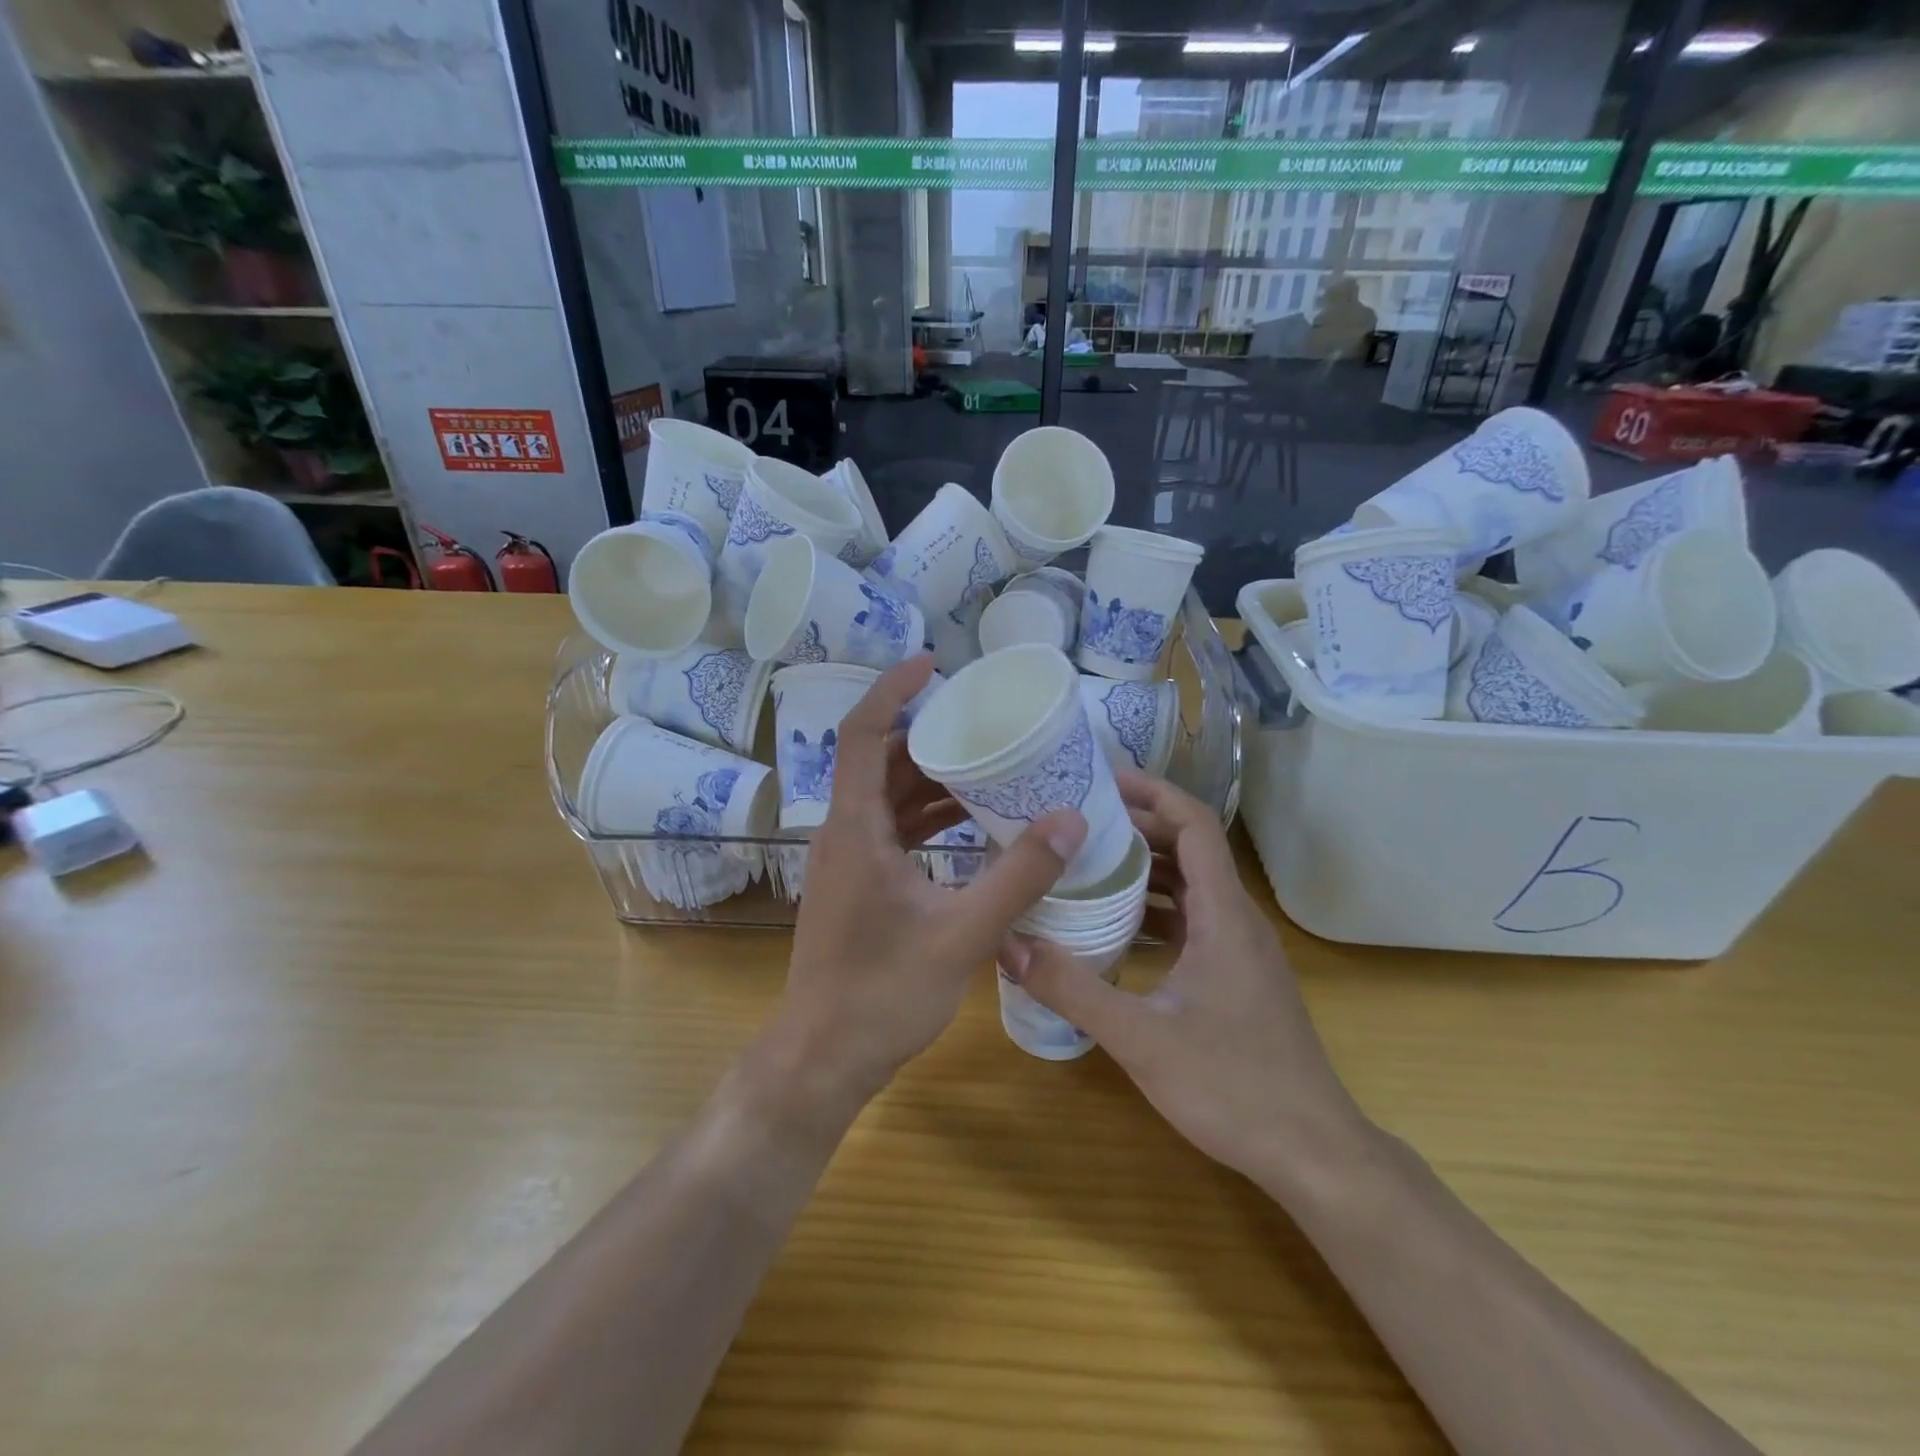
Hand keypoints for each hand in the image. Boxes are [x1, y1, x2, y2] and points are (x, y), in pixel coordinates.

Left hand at [768, 655, 1086, 1114]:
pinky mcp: (857, 886)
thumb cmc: (883, 995)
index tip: (931, 663)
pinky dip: (926, 817)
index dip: (891, 690)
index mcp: (854, 829)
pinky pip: (890, 830)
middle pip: (877, 760)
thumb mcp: (962, 934)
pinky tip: (971, 824)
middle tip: (981, 719)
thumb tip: (1071, 818)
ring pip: (885, 797)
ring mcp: (846, 861)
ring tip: (989, 765)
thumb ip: (1019, 876)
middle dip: (926, 733)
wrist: (823, 1058)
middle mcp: (843, 834)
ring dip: (930, 778)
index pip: (860, 733)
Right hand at [1000, 770, 1363, 1192]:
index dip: (1153, 793)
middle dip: (1138, 827)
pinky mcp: (1236, 977)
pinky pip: (1193, 921)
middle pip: (1190, 849)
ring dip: (1145, 869)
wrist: (1313, 1153)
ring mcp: (1240, 950)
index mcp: (1224, 915)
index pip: (1194, 824)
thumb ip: (1072, 988)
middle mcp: (1236, 920)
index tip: (1103, 780)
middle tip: (1078, 821)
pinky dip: (1155, 910)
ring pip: (1191, 887)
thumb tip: (1008, 944)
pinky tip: (1115, 929)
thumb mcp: (1140, 1037)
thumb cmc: (1233, 1086)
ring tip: (1087, 864)